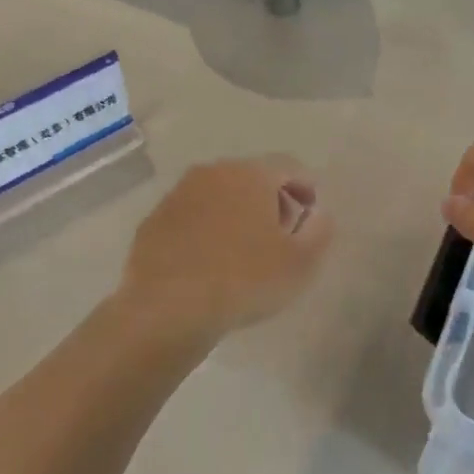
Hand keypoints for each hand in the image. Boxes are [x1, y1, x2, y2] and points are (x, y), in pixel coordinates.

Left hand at [119, 155, 333, 339]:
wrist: (168, 307)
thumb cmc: (245, 280)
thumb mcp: (301, 262)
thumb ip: (319, 231)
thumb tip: (318, 214)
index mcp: (251, 174)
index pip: (289, 166)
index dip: (306, 187)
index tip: (311, 213)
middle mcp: (212, 173)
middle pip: (251, 177)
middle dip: (271, 200)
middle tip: (282, 233)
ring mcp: (177, 196)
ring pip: (218, 195)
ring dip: (236, 214)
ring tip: (246, 250)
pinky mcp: (153, 222)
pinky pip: (191, 217)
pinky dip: (206, 230)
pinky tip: (211, 262)